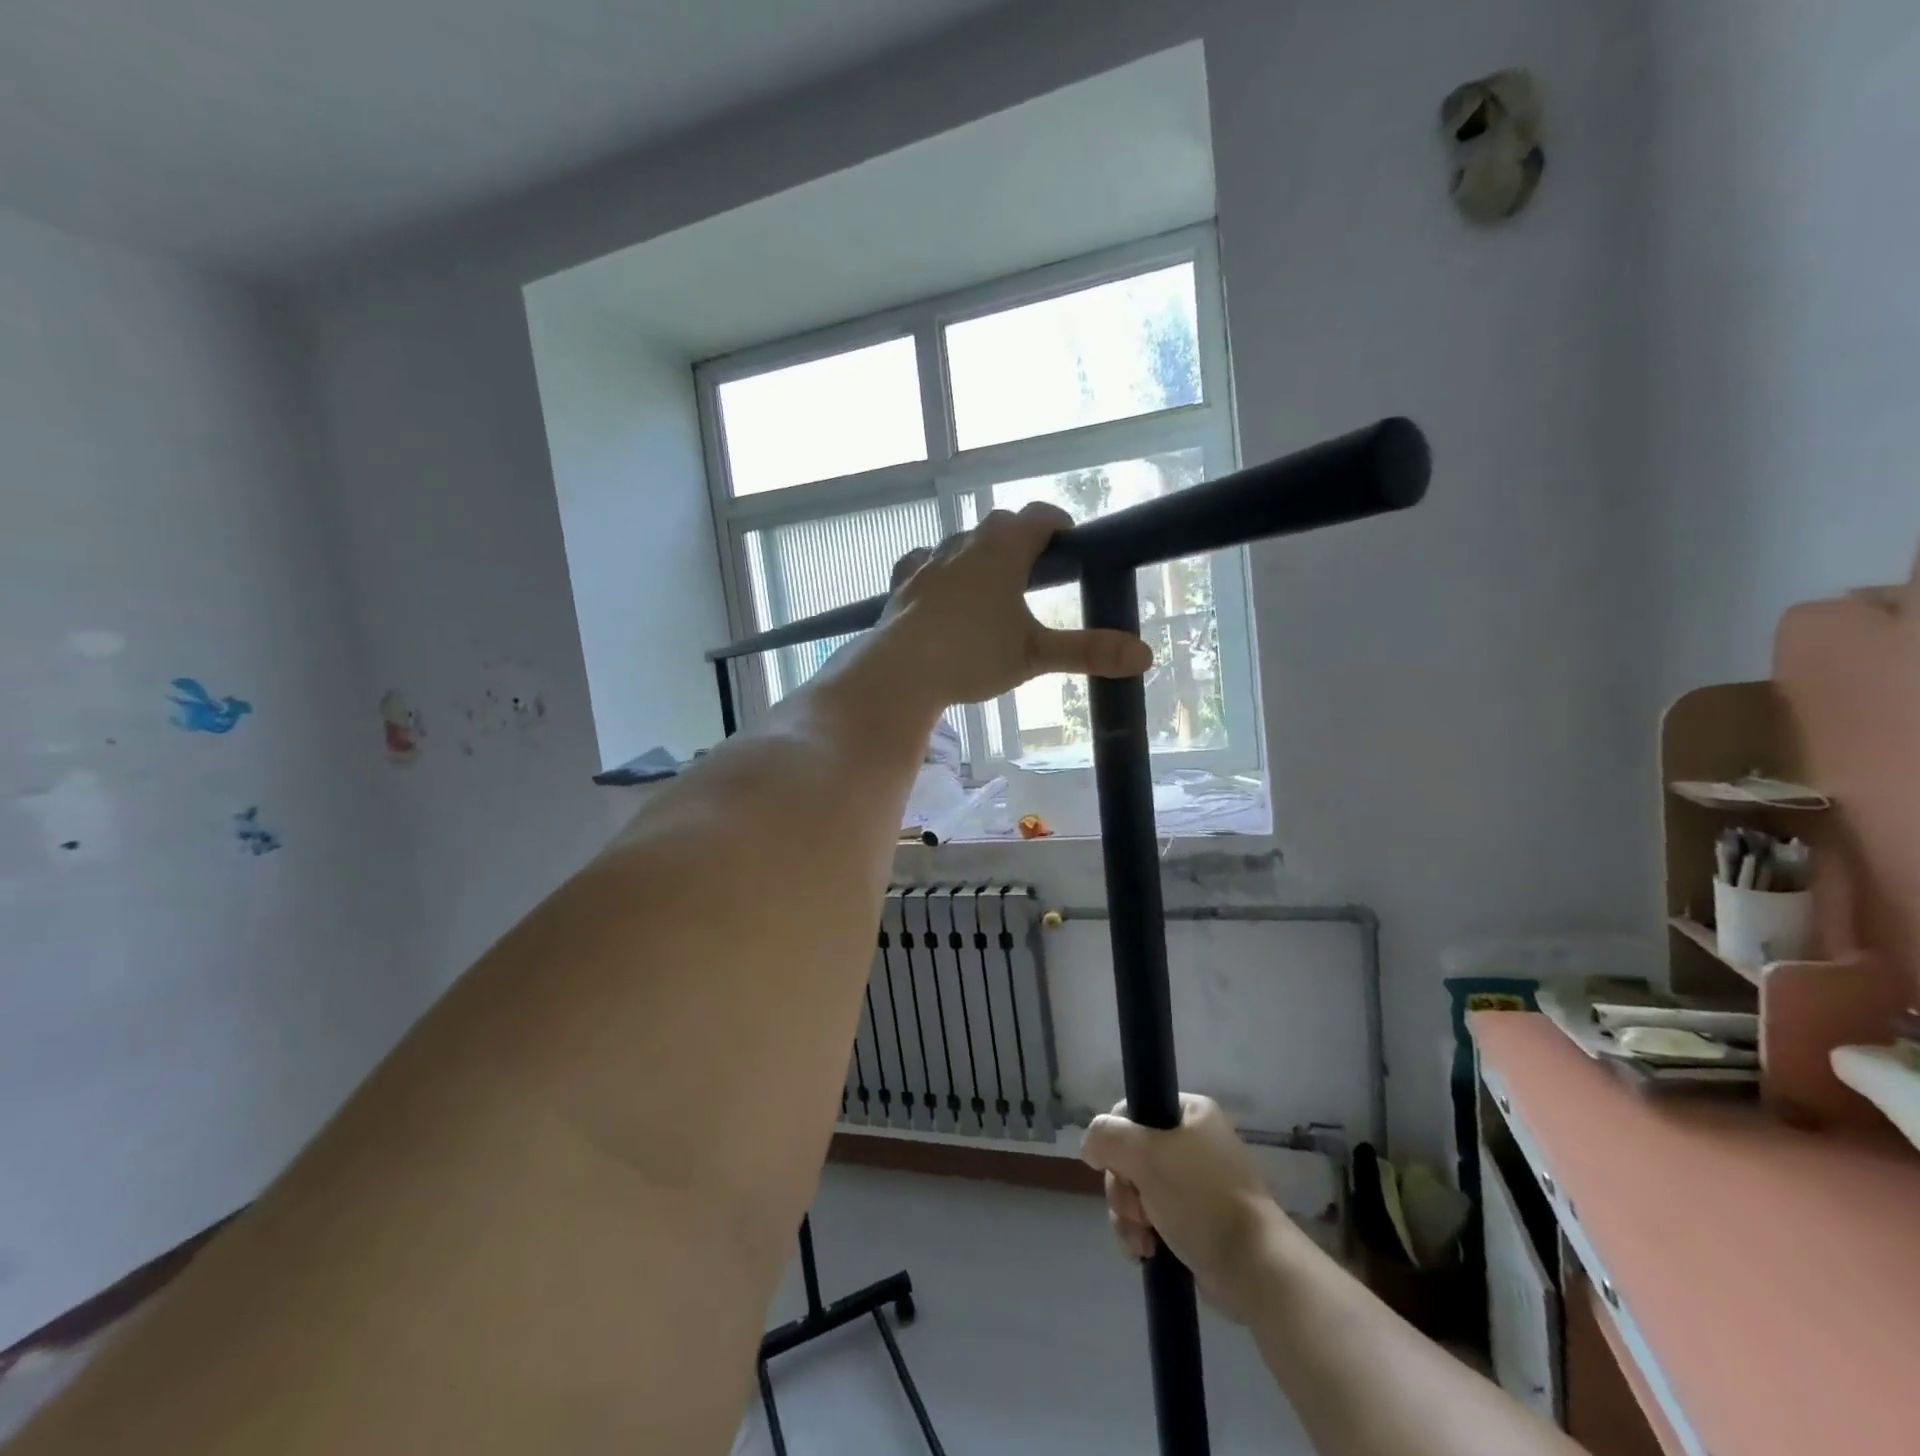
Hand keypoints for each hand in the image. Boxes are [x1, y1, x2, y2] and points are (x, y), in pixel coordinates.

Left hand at [873, 504, 1152, 713]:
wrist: (901, 671)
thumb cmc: (973, 656)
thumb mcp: (1035, 655)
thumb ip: (1087, 651)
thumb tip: (1144, 655)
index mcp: (1003, 550)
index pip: (1037, 517)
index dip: (1057, 522)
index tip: (1068, 537)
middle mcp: (965, 544)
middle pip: (998, 525)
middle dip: (1019, 536)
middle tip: (1035, 565)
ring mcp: (929, 562)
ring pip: (960, 541)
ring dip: (979, 551)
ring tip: (991, 579)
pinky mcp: (903, 583)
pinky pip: (923, 562)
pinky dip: (938, 567)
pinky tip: (938, 584)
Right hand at [1080, 1094, 1280, 1322]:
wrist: (1254, 1267)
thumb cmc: (1201, 1197)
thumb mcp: (1146, 1154)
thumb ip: (1108, 1137)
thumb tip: (1090, 1145)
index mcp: (1189, 1113)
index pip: (1132, 1110)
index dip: (1115, 1138)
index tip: (1114, 1166)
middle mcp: (1192, 1142)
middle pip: (1130, 1154)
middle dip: (1122, 1187)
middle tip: (1134, 1209)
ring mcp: (1193, 1184)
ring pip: (1136, 1188)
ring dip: (1128, 1214)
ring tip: (1141, 1239)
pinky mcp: (1193, 1221)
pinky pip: (1150, 1217)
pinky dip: (1141, 1233)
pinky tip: (1144, 1252)